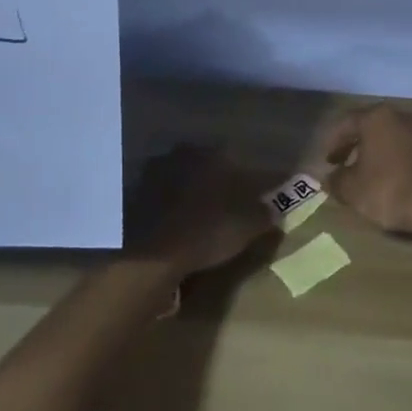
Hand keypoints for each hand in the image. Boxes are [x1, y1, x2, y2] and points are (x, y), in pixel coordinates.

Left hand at [128, 145, 276, 276]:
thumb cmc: (207, 233)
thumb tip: (275, 209)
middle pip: (205, 163)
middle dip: (214, 178)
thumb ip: (264, 214)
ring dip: (189, 188)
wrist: (152, 255)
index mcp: (213, 155)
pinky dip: (167, 202)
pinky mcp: (135, 192)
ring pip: (181, 174)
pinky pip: (159, 193)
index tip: (248, 191)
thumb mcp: (246, 228)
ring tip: (196, 212)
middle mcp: (184, 154)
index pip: (235, 157)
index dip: (243, 176)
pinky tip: (174, 221)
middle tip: (222, 201)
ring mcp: (156, 171)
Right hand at [315, 104, 411, 236]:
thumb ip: (336, 181)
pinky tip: (397, 182)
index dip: (333, 141)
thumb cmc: (390, 189)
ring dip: (379, 153)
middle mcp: (402, 116)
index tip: (326, 161)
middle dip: (356, 145)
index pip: (347, 122)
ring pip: (394, 138)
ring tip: (370, 175)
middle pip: (372, 126)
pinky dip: (400, 162)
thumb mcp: (353, 190)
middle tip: (345, 164)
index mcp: (377, 117)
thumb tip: (329, 178)